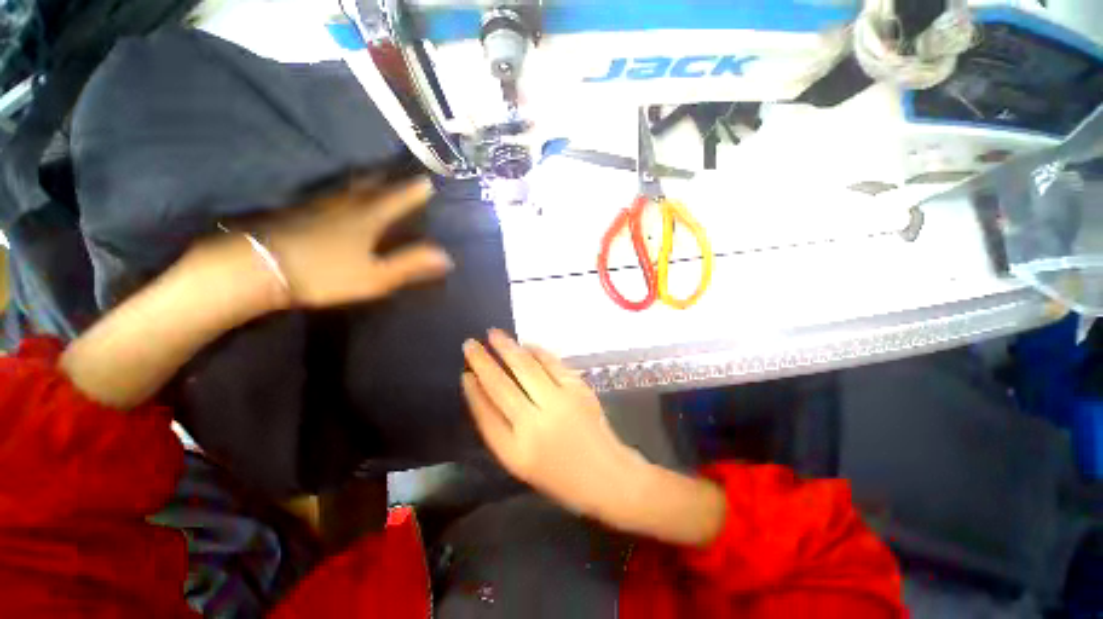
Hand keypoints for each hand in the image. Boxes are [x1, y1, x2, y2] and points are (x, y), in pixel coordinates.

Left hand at [263, 177, 452, 307]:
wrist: (260, 268)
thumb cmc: (326, 273)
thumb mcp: (376, 276)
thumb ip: (411, 265)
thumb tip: (447, 257)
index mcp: (369, 217)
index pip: (398, 199)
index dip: (414, 192)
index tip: (428, 181)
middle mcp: (346, 203)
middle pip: (371, 185)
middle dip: (389, 177)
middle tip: (400, 170)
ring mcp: (319, 204)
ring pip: (347, 185)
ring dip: (364, 179)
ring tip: (373, 174)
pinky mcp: (298, 211)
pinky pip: (327, 193)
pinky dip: (339, 189)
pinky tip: (336, 192)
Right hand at [461, 330, 647, 519]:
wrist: (607, 476)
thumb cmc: (561, 477)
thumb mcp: (522, 463)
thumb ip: (501, 430)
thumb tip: (484, 393)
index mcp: (516, 452)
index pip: (485, 414)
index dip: (473, 391)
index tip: (464, 373)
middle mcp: (534, 425)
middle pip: (501, 385)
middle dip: (482, 361)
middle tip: (470, 343)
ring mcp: (559, 403)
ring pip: (525, 368)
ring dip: (507, 348)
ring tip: (493, 334)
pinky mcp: (578, 389)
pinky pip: (552, 363)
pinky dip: (537, 351)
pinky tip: (526, 344)